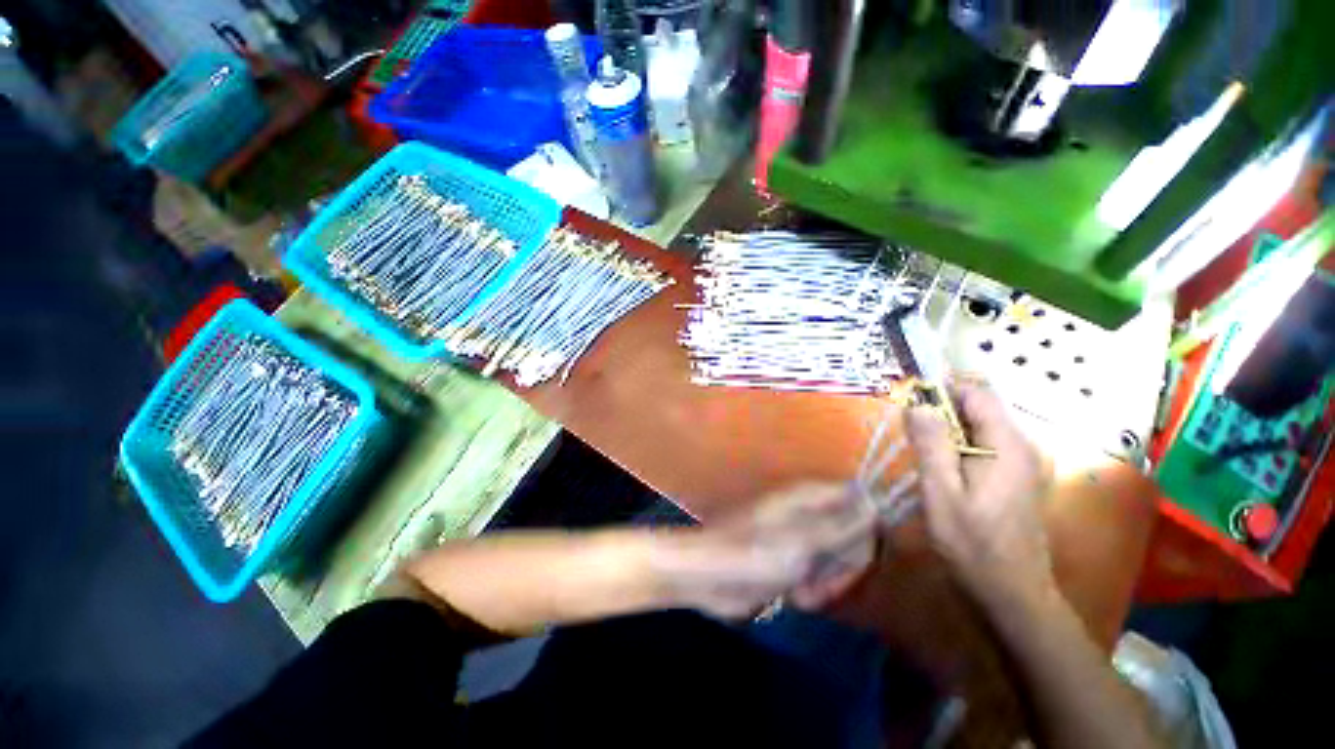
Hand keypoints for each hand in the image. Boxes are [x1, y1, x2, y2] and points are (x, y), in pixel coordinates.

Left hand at [650, 483, 877, 618]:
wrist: (708, 576)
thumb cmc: (753, 553)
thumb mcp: (803, 541)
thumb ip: (841, 525)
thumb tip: (873, 503)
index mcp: (806, 498)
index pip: (856, 499)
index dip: (865, 526)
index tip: (859, 554)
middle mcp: (805, 513)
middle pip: (850, 532)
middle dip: (844, 562)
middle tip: (826, 579)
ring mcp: (797, 537)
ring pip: (836, 558)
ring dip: (828, 581)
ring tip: (806, 592)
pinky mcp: (789, 560)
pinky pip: (818, 574)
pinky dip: (813, 589)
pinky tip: (796, 598)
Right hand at [904, 381, 1053, 602]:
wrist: (1012, 592)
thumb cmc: (973, 544)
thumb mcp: (942, 493)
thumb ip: (931, 445)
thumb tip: (917, 405)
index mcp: (1008, 445)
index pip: (977, 393)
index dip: (941, 390)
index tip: (910, 402)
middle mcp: (1024, 445)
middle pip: (978, 408)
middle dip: (940, 412)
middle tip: (910, 434)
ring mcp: (1025, 461)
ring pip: (979, 426)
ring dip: (947, 431)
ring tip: (922, 454)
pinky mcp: (1019, 475)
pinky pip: (986, 444)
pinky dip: (959, 446)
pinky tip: (943, 470)